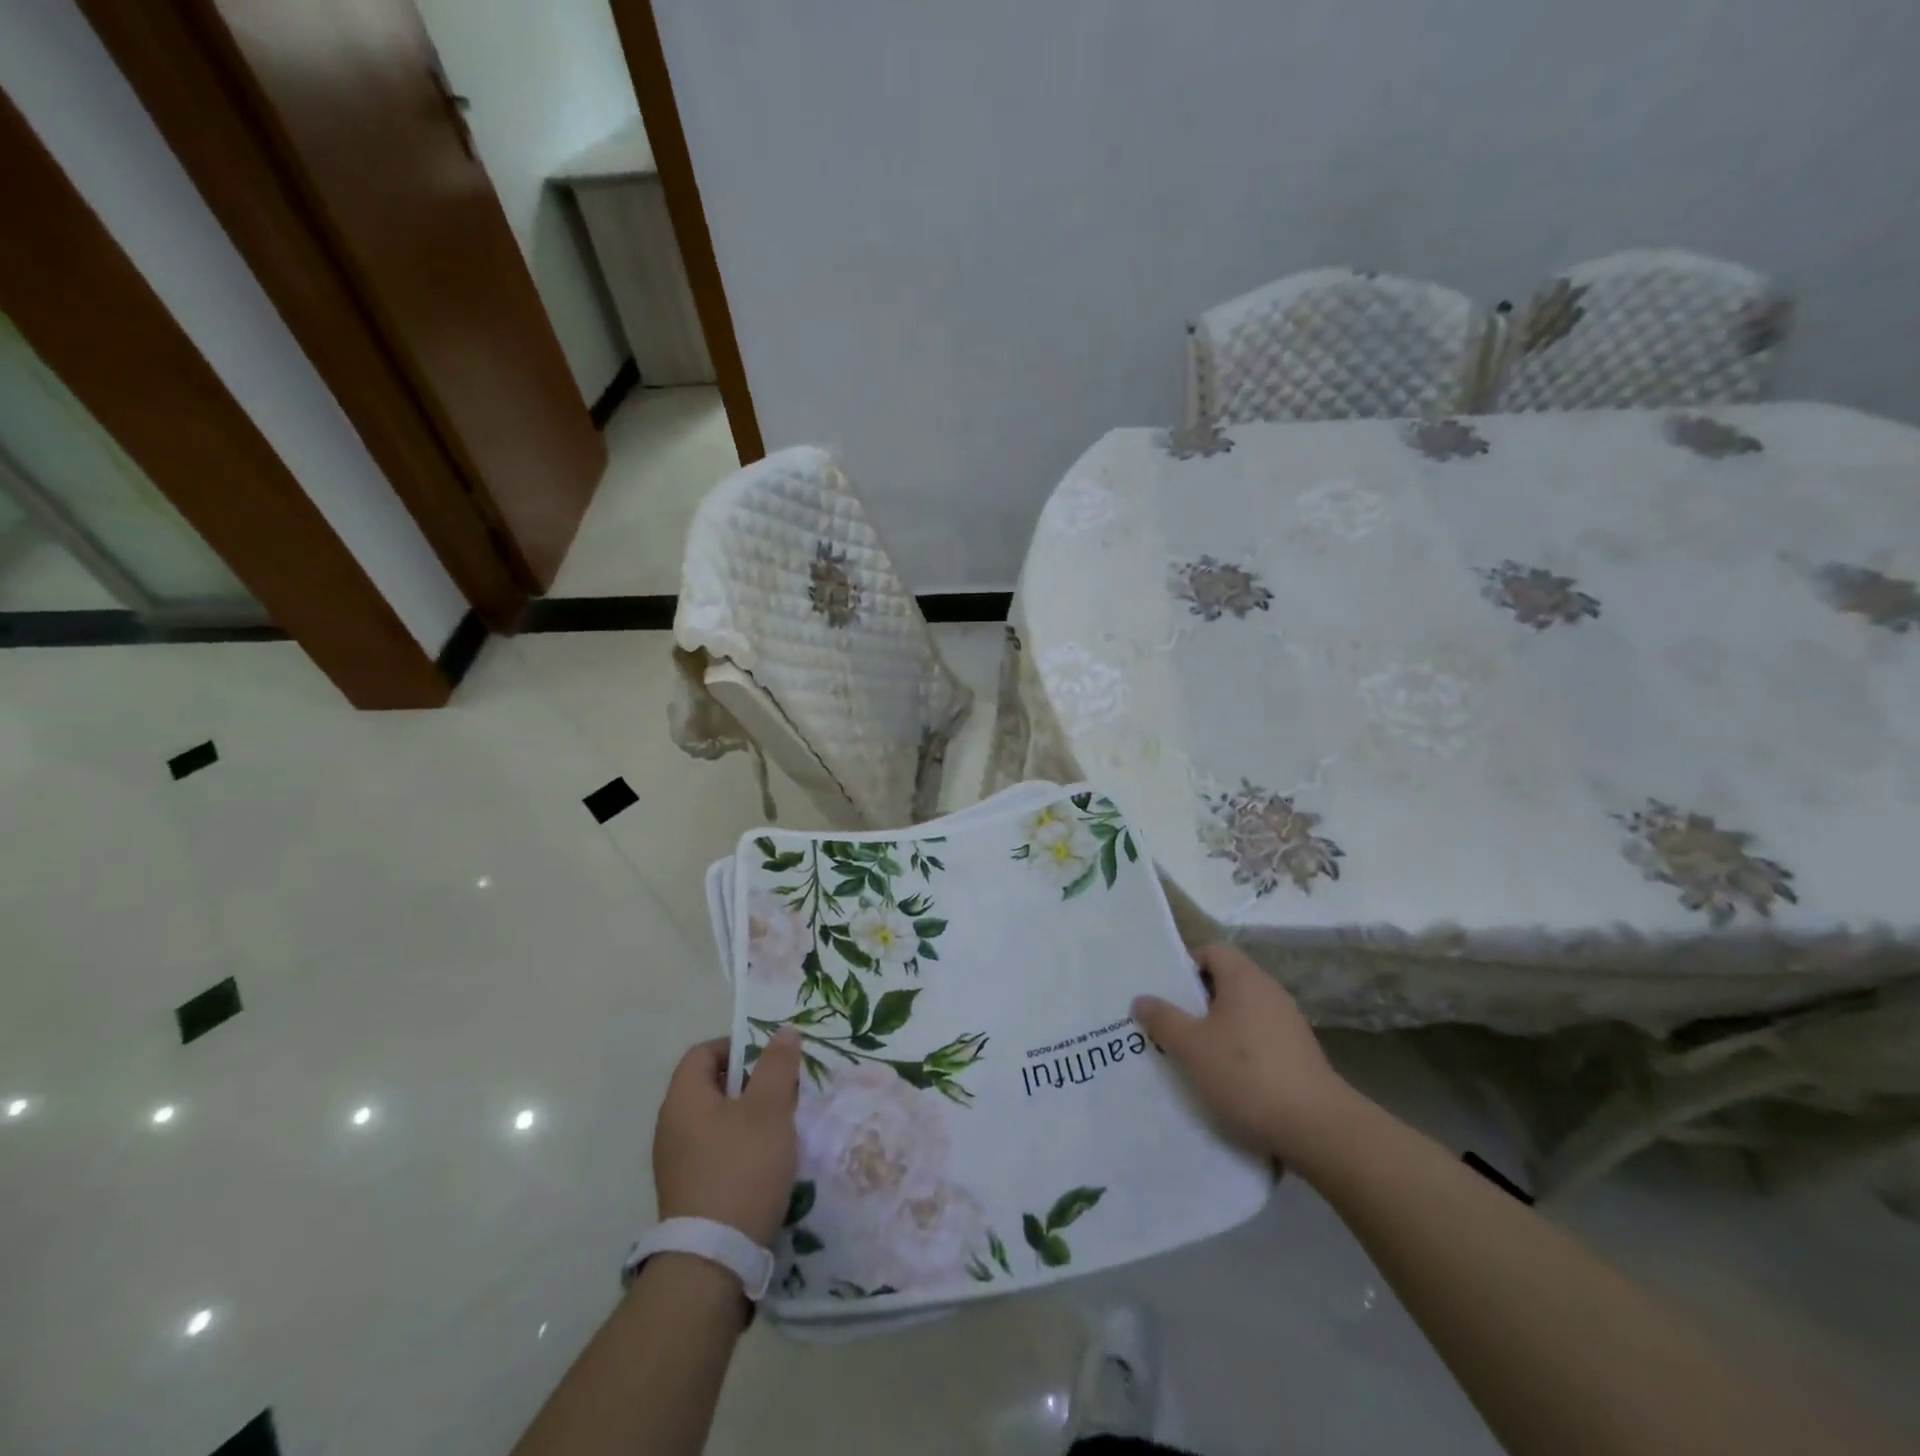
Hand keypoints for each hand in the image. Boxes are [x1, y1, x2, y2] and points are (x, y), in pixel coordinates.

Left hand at [652, 1028, 801, 1246]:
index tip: (770, 1058)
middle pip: (709, 1086)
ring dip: (746, 1116)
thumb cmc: (742, 1169)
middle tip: (783, 1090)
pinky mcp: (686, 1191)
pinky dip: (738, 1146)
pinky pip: (713, 1151)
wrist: (713, 1259)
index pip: (703, 1053)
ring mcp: (675, 1162)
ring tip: (780, 1127)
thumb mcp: (769, 1109)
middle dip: (749, 1082)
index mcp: (683, 1099)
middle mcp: (671, 1126)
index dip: (736, 1046)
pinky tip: (765, 1162)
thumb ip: (777, 1066)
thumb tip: (783, 1031)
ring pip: (714, 1120)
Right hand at [1132, 944, 1361, 1171]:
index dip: (1186, 966)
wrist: (1319, 1129)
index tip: (1167, 994)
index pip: (1212, 951)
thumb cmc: (1246, 1075)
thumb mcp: (1191, 1047)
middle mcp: (1270, 993)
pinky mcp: (1300, 1056)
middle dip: (1197, 1002)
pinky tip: (1228, 1081)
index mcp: (1245, 979)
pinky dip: (1241, 1052)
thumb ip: (1163, 1019)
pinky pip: (1260, 1040)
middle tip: (1170, 1026)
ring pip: (1242, 1014)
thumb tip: (1141, 998)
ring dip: (1218, 1030)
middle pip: (1226, 982)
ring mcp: (1290, 1025)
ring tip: (1193, 1057)